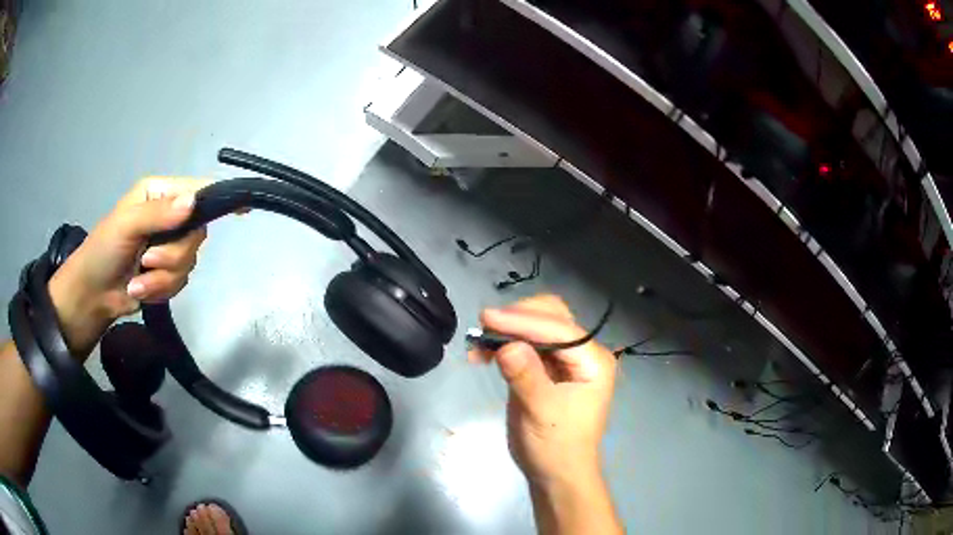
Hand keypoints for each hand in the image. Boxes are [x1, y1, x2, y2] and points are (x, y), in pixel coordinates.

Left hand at [48, 177, 208, 357]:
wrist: (92, 295)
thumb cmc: (103, 250)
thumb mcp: (126, 225)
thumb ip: (158, 214)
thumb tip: (193, 204)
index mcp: (160, 195)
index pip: (197, 191)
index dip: (220, 198)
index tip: (245, 209)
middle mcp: (169, 217)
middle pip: (195, 234)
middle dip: (171, 255)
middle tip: (146, 260)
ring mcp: (169, 247)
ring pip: (188, 262)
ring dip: (162, 278)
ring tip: (138, 280)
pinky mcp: (167, 273)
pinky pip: (180, 282)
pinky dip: (160, 290)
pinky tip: (141, 289)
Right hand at [472, 294, 616, 487]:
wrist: (555, 474)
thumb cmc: (556, 447)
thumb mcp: (542, 413)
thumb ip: (527, 377)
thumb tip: (507, 345)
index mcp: (593, 361)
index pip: (559, 329)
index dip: (523, 321)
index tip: (487, 318)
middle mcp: (582, 353)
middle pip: (551, 317)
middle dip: (518, 318)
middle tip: (485, 328)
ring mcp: (563, 360)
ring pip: (535, 326)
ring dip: (507, 329)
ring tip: (479, 344)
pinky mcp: (544, 369)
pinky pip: (523, 344)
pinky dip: (503, 344)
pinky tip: (482, 355)